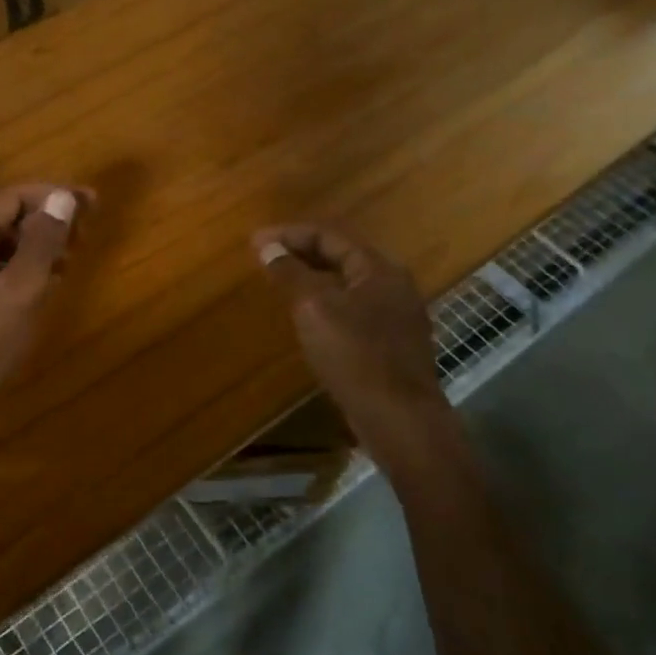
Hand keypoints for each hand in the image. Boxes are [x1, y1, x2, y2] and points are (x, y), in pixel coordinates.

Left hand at [0, 184, 89, 435]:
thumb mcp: (18, 293)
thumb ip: (41, 243)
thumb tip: (62, 198)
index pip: (11, 197)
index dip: (54, 195)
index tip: (94, 204)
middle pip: (3, 217)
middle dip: (46, 220)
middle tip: (85, 235)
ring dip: (35, 245)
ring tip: (70, 259)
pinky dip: (19, 269)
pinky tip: (42, 285)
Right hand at [252, 224, 446, 441]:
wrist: (400, 420)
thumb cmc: (355, 356)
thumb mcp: (314, 309)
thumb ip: (290, 273)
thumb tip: (266, 246)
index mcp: (378, 269)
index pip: (329, 235)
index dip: (289, 234)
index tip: (255, 242)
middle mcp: (393, 285)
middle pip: (341, 256)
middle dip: (300, 253)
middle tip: (264, 258)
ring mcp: (396, 316)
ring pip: (347, 285)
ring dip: (312, 278)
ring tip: (280, 282)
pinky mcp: (392, 344)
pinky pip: (353, 309)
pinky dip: (326, 303)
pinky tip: (308, 318)